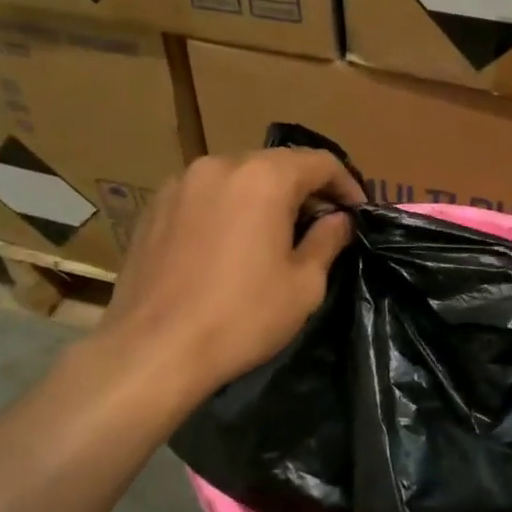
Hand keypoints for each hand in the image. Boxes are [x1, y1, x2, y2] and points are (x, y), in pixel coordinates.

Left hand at [91, 148, 364, 405]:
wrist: (154, 350)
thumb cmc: (242, 317)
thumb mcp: (304, 284)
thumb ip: (328, 240)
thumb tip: (339, 219)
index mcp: (264, 177)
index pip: (320, 162)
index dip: (346, 185)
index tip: (357, 213)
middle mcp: (220, 165)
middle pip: (277, 164)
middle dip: (305, 190)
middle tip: (321, 225)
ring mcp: (180, 183)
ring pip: (238, 177)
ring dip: (264, 198)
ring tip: (275, 235)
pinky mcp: (154, 207)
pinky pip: (205, 195)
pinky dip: (228, 208)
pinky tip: (231, 244)